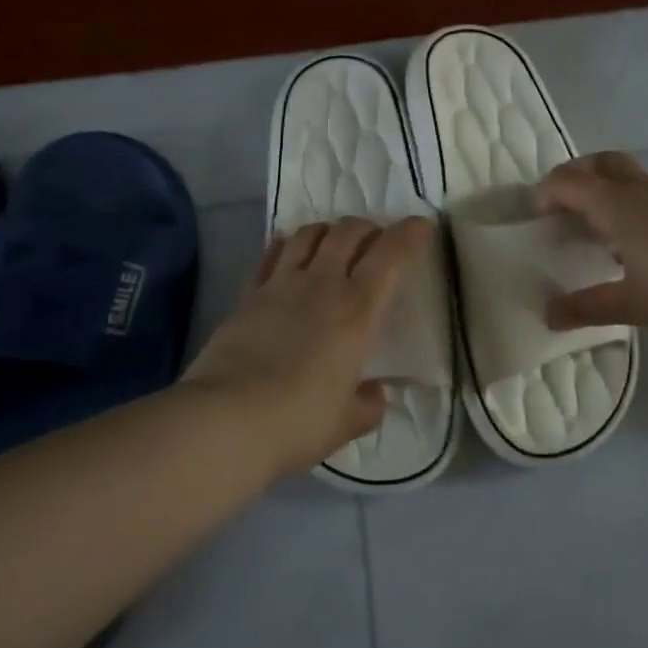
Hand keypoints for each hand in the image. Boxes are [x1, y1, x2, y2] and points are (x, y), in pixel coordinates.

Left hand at [182, 216, 431, 475]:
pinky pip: (270, 255)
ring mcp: (281, 285)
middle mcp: (323, 285)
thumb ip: (369, 403)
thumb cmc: (298, 421)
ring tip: (333, 243)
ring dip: (327, 230)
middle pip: (348, 232)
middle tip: (375, 239)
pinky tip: (287, 249)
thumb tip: (377, 392)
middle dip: (368, 227)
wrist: (226, 420)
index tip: (422, 225)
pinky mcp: (248, 295)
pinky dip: (284, 244)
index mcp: (358, 311)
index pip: (391, 256)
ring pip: (308, 234)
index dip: (409, 234)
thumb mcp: (347, 422)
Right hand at [536, 152, 647, 338]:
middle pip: (601, 163)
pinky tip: (643, 242)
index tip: (537, 215)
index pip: (570, 182)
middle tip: (564, 206)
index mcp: (618, 206)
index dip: (547, 192)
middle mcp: (644, 190)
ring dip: (608, 191)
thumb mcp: (633, 305)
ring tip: (601, 230)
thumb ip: (588, 307)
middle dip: (576, 175)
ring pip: (630, 176)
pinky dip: (635, 204)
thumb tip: (549, 315)